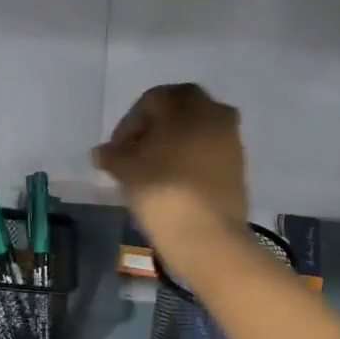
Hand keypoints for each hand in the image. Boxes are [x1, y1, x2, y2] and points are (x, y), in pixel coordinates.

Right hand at [93, 83, 249, 272]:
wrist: (209, 238)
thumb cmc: (164, 194)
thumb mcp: (128, 172)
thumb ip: (113, 156)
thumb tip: (101, 152)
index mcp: (189, 106)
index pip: (153, 100)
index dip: (129, 123)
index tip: (116, 151)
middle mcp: (215, 114)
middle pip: (179, 110)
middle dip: (155, 127)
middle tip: (134, 153)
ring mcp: (231, 141)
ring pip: (196, 130)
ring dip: (173, 142)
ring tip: (151, 170)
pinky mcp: (238, 167)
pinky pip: (208, 151)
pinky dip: (190, 158)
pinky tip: (172, 181)